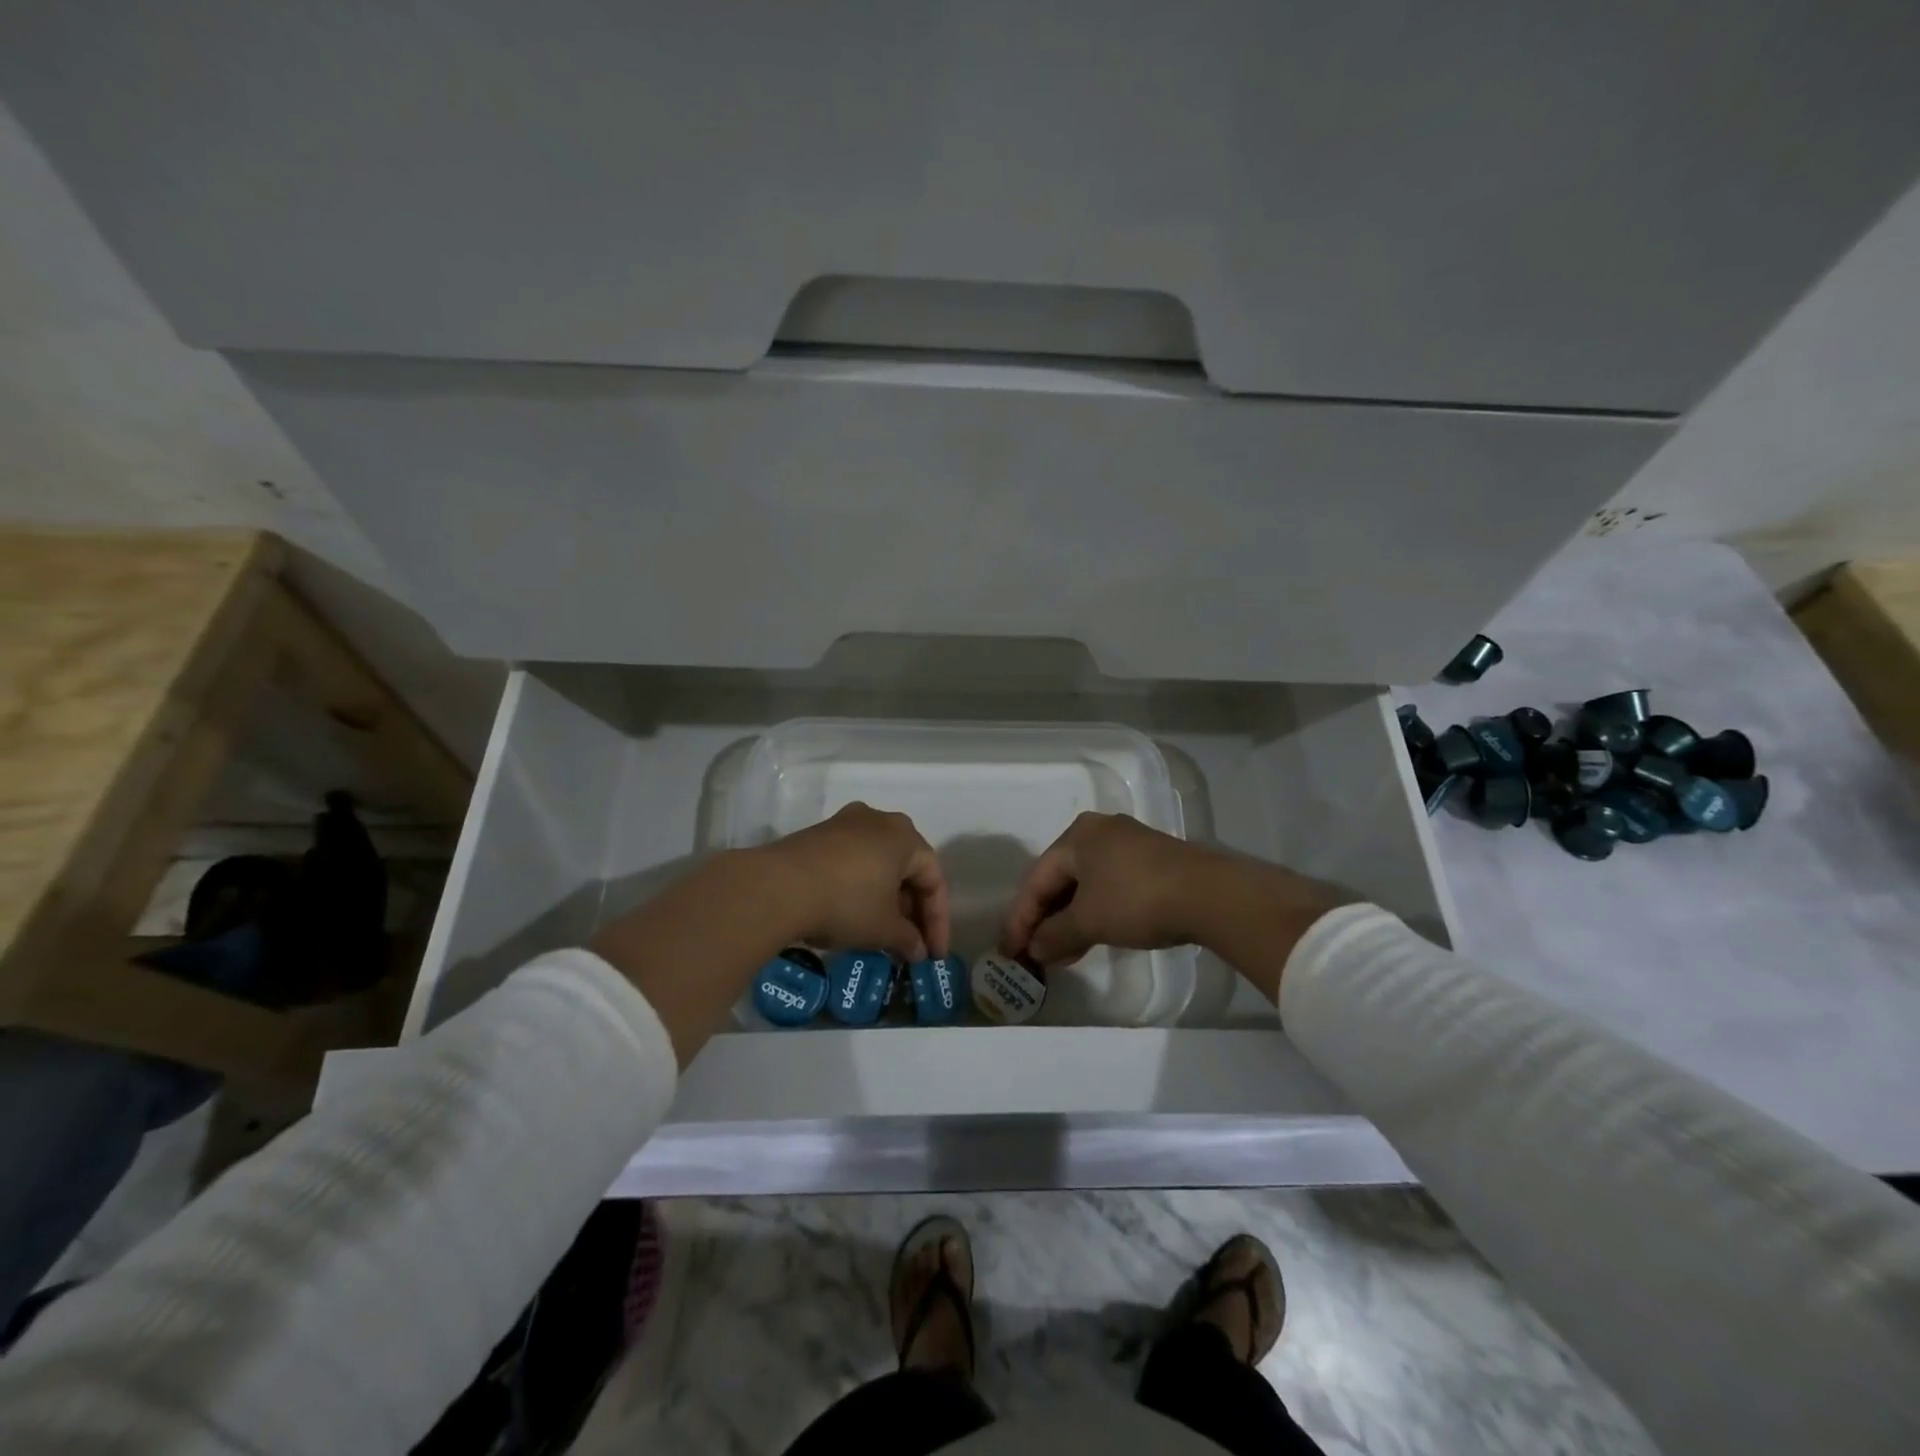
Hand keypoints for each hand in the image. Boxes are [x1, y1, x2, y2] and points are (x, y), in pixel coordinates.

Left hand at [762, 803, 949, 961]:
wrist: (777, 887)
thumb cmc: (846, 902)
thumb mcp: (883, 929)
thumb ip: (908, 939)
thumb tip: (918, 950)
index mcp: (906, 837)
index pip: (934, 880)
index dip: (937, 921)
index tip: (933, 955)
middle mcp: (879, 820)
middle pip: (907, 868)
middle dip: (912, 909)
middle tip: (910, 943)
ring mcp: (845, 823)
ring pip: (878, 863)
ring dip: (886, 898)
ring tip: (882, 932)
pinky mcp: (818, 834)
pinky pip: (852, 861)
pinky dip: (861, 886)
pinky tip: (853, 913)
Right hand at [1000, 812, 1220, 968]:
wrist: (1210, 895)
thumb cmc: (1136, 899)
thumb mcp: (1089, 921)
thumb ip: (1054, 935)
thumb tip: (1034, 949)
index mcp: (1077, 836)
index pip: (1036, 880)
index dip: (1020, 919)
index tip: (1009, 951)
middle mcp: (1099, 832)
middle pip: (1060, 880)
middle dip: (1045, 920)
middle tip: (1033, 953)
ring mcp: (1128, 844)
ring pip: (1086, 885)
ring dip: (1069, 921)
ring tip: (1060, 955)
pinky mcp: (1151, 861)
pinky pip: (1109, 887)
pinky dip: (1095, 913)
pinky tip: (1091, 939)